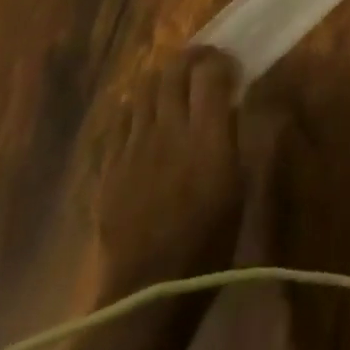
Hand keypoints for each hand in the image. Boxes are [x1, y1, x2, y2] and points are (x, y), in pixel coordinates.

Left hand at [94, 47, 243, 285]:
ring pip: (145, 89)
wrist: (150, 291)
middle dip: (191, 58)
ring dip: (163, 80)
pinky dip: (138, 107)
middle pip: (174, 72)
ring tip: (174, 86)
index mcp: (205, 136)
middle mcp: (168, 130)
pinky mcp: (110, 165)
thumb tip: (240, 99)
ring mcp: (134, 147)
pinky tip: (146, 117)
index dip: (221, 60)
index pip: (210, 73)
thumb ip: (238, 134)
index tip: (231, 65)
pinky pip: (122, 119)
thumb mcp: (240, 185)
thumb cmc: (209, 239)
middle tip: (204, 63)